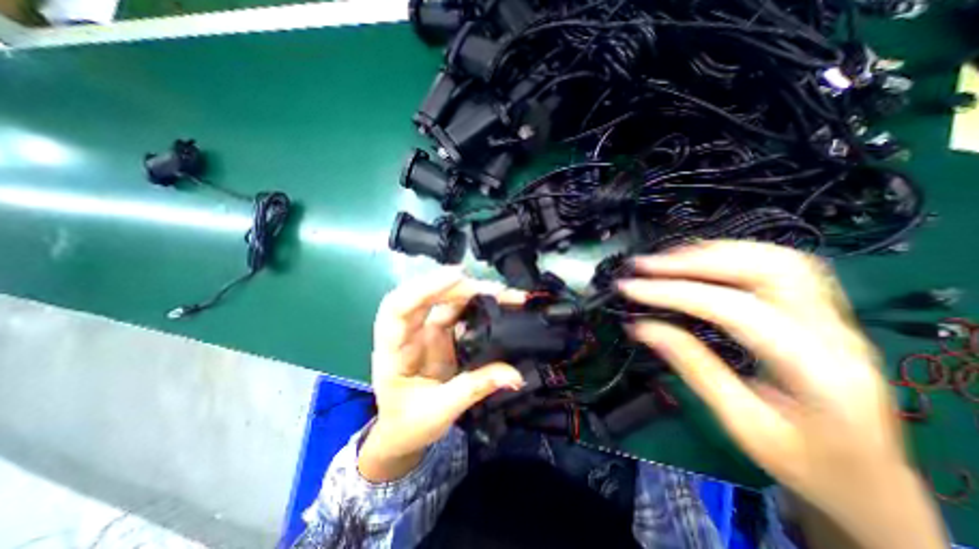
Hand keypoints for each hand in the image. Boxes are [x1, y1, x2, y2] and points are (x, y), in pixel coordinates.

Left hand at [359, 268, 527, 480]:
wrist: (402, 433)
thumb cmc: (408, 424)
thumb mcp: (439, 411)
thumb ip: (475, 388)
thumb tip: (515, 375)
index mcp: (392, 350)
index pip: (399, 308)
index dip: (425, 288)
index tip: (457, 276)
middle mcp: (408, 332)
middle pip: (426, 296)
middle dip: (459, 287)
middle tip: (494, 290)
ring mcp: (426, 331)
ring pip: (446, 301)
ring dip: (473, 294)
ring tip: (504, 294)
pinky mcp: (443, 335)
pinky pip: (460, 314)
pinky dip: (478, 306)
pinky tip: (498, 305)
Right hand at [619, 241, 949, 548]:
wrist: (869, 482)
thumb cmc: (804, 463)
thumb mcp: (740, 422)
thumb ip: (692, 367)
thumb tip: (641, 327)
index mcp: (817, 369)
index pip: (733, 309)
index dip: (674, 292)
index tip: (630, 288)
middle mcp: (835, 332)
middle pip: (765, 269)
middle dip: (694, 261)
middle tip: (645, 266)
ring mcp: (835, 317)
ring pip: (776, 259)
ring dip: (713, 253)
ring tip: (666, 260)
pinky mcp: (822, 313)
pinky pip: (780, 266)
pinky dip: (733, 256)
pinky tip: (702, 263)